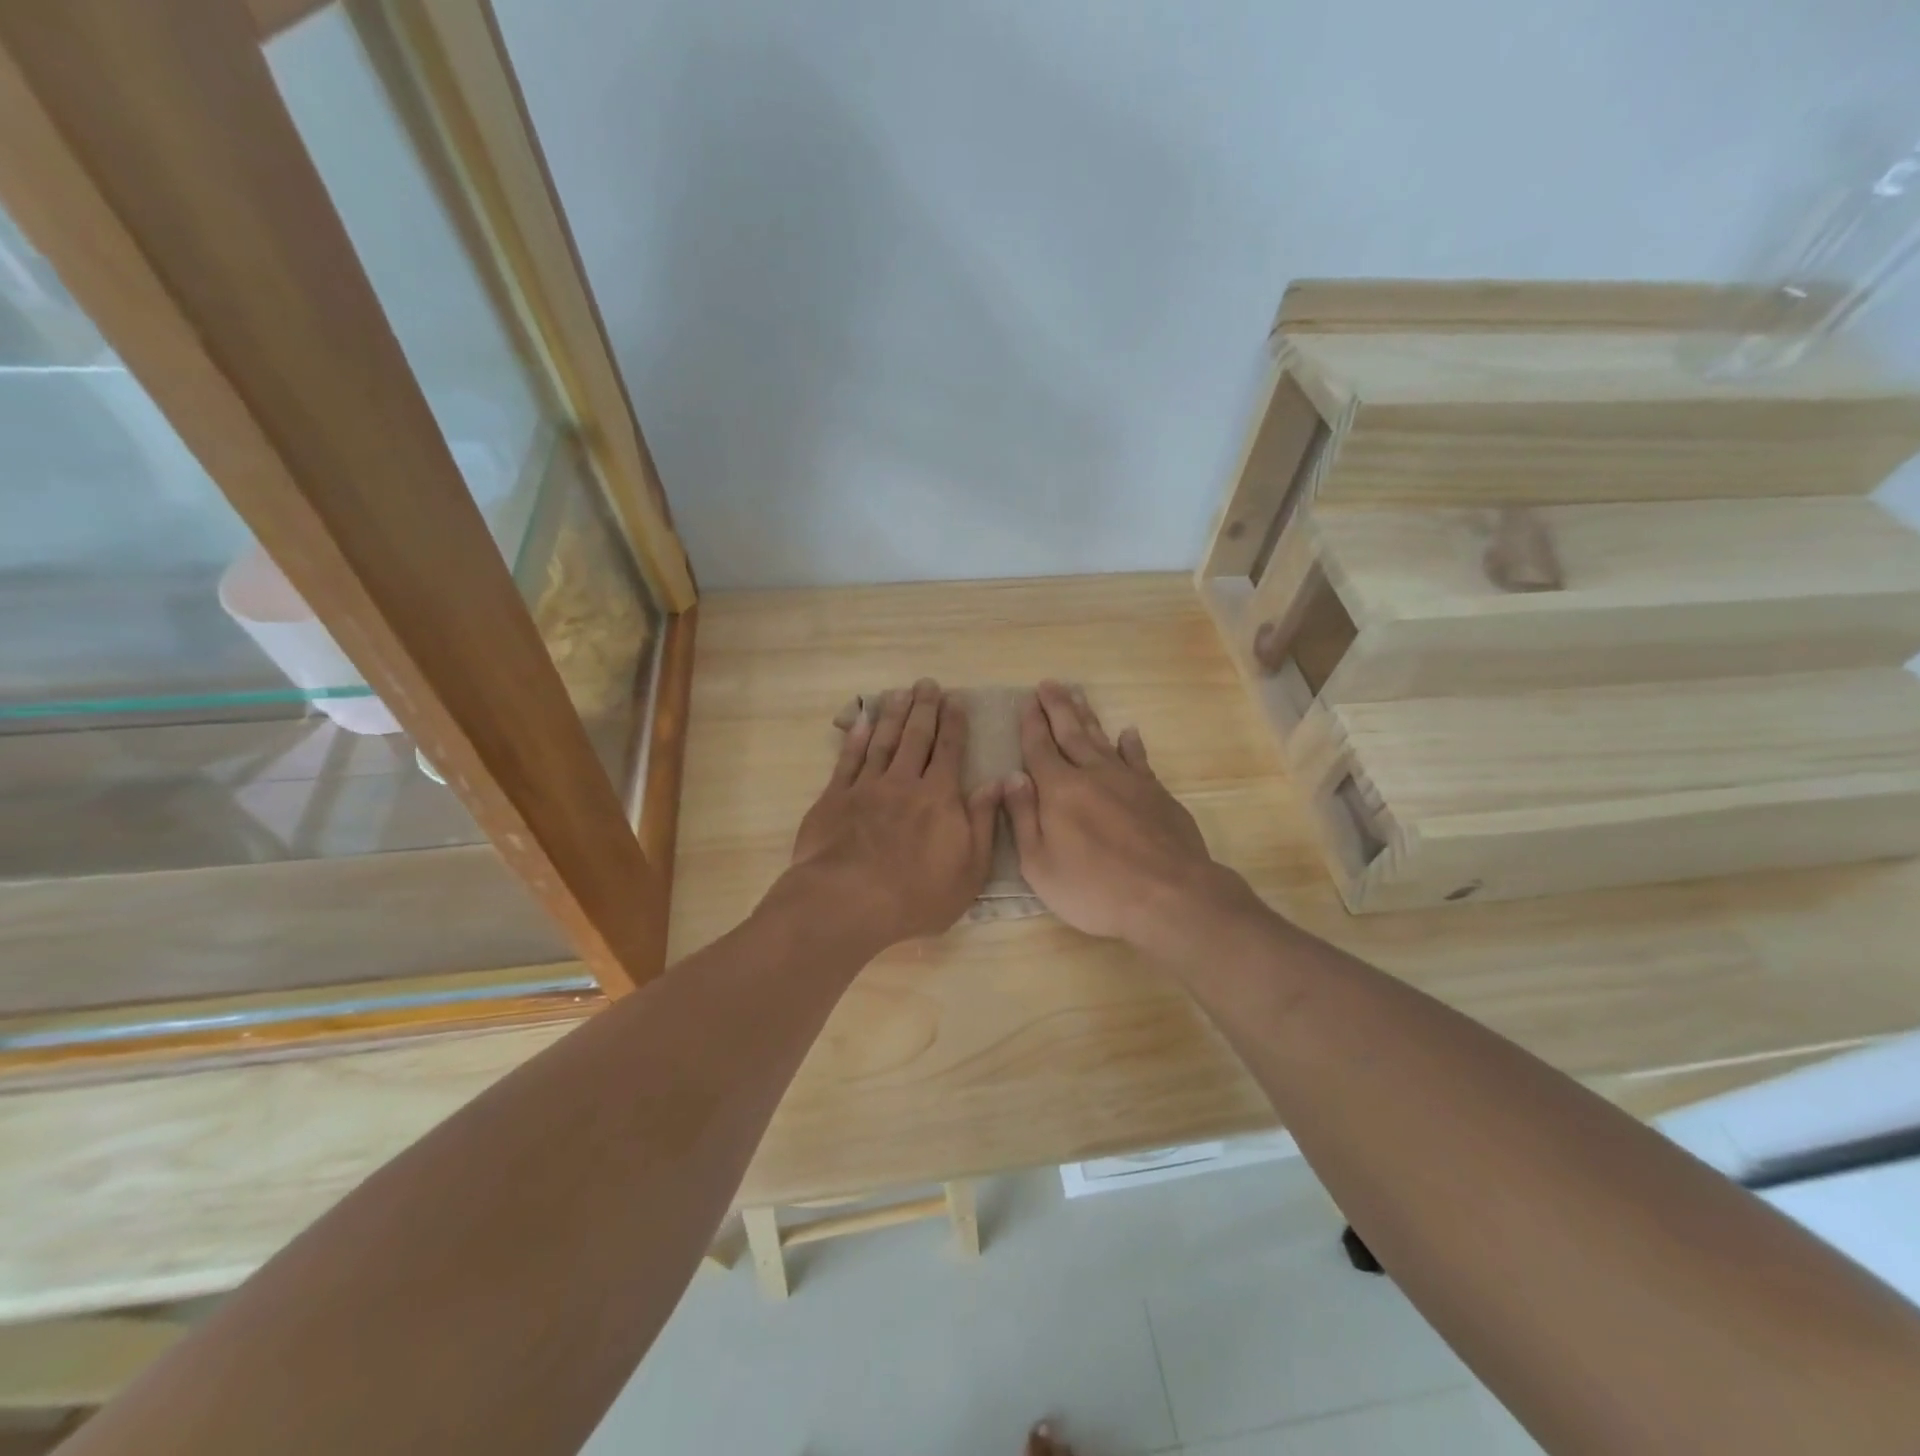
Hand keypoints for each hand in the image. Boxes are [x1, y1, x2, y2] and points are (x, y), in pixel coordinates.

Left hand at [788, 679, 1001, 949]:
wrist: (848, 902)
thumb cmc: (918, 895)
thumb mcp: (970, 868)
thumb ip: (984, 822)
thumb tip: (997, 783)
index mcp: (939, 797)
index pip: (949, 750)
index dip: (953, 723)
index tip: (955, 699)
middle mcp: (903, 782)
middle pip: (915, 737)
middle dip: (924, 708)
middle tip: (927, 684)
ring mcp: (866, 788)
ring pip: (882, 741)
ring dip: (892, 715)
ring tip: (899, 693)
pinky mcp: (834, 799)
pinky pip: (848, 760)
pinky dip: (856, 739)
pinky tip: (862, 723)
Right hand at [1004, 681, 1251, 946]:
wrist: (1168, 895)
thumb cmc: (1094, 888)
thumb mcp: (1039, 864)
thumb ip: (1023, 818)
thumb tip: (1011, 777)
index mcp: (1059, 791)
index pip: (1039, 748)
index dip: (1031, 724)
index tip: (1027, 701)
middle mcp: (1093, 775)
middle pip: (1071, 733)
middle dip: (1057, 708)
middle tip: (1048, 684)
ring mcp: (1129, 781)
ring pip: (1103, 739)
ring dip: (1087, 717)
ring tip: (1077, 695)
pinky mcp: (1157, 793)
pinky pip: (1138, 759)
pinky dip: (1131, 744)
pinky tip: (1128, 732)